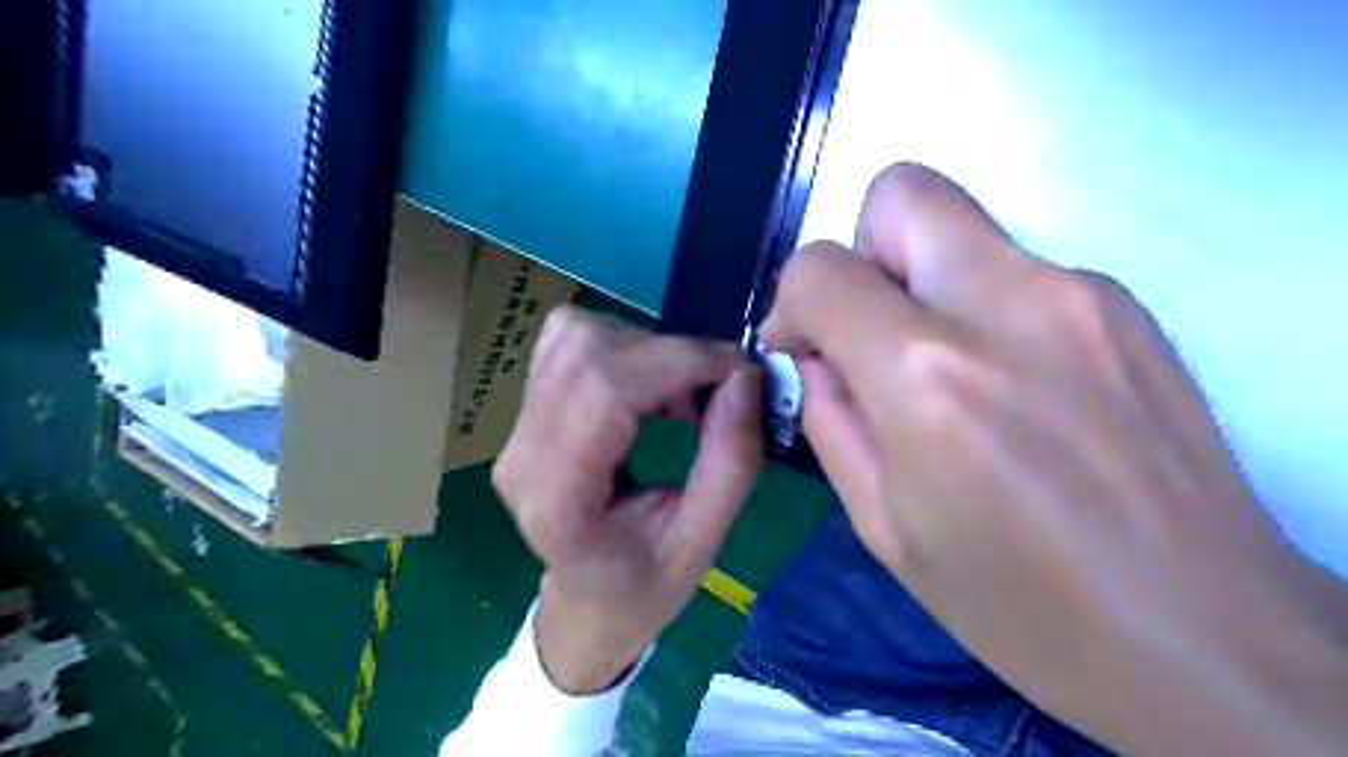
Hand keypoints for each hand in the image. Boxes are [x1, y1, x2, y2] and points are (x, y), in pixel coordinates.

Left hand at [496, 304, 768, 690]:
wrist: (586, 602)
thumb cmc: (642, 589)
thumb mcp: (701, 544)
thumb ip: (730, 462)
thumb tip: (746, 376)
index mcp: (558, 500)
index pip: (605, 390)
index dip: (680, 362)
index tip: (739, 371)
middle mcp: (522, 452)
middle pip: (588, 352)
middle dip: (670, 354)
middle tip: (716, 390)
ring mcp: (515, 427)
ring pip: (577, 336)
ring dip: (647, 350)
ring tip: (682, 397)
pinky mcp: (526, 409)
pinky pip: (571, 342)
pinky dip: (625, 348)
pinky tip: (651, 389)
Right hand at [758, 163, 1347, 753]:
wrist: (1202, 635)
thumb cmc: (1017, 603)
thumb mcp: (882, 525)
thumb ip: (829, 419)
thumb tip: (815, 356)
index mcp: (926, 378)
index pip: (820, 269)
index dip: (791, 302)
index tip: (803, 348)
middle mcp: (1004, 306)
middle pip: (902, 193)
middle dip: (861, 250)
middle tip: (870, 329)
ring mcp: (1079, 293)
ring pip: (962, 227)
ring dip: (923, 283)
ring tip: (944, 374)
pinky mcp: (1126, 304)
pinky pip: (1015, 270)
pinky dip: (982, 307)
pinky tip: (1009, 389)